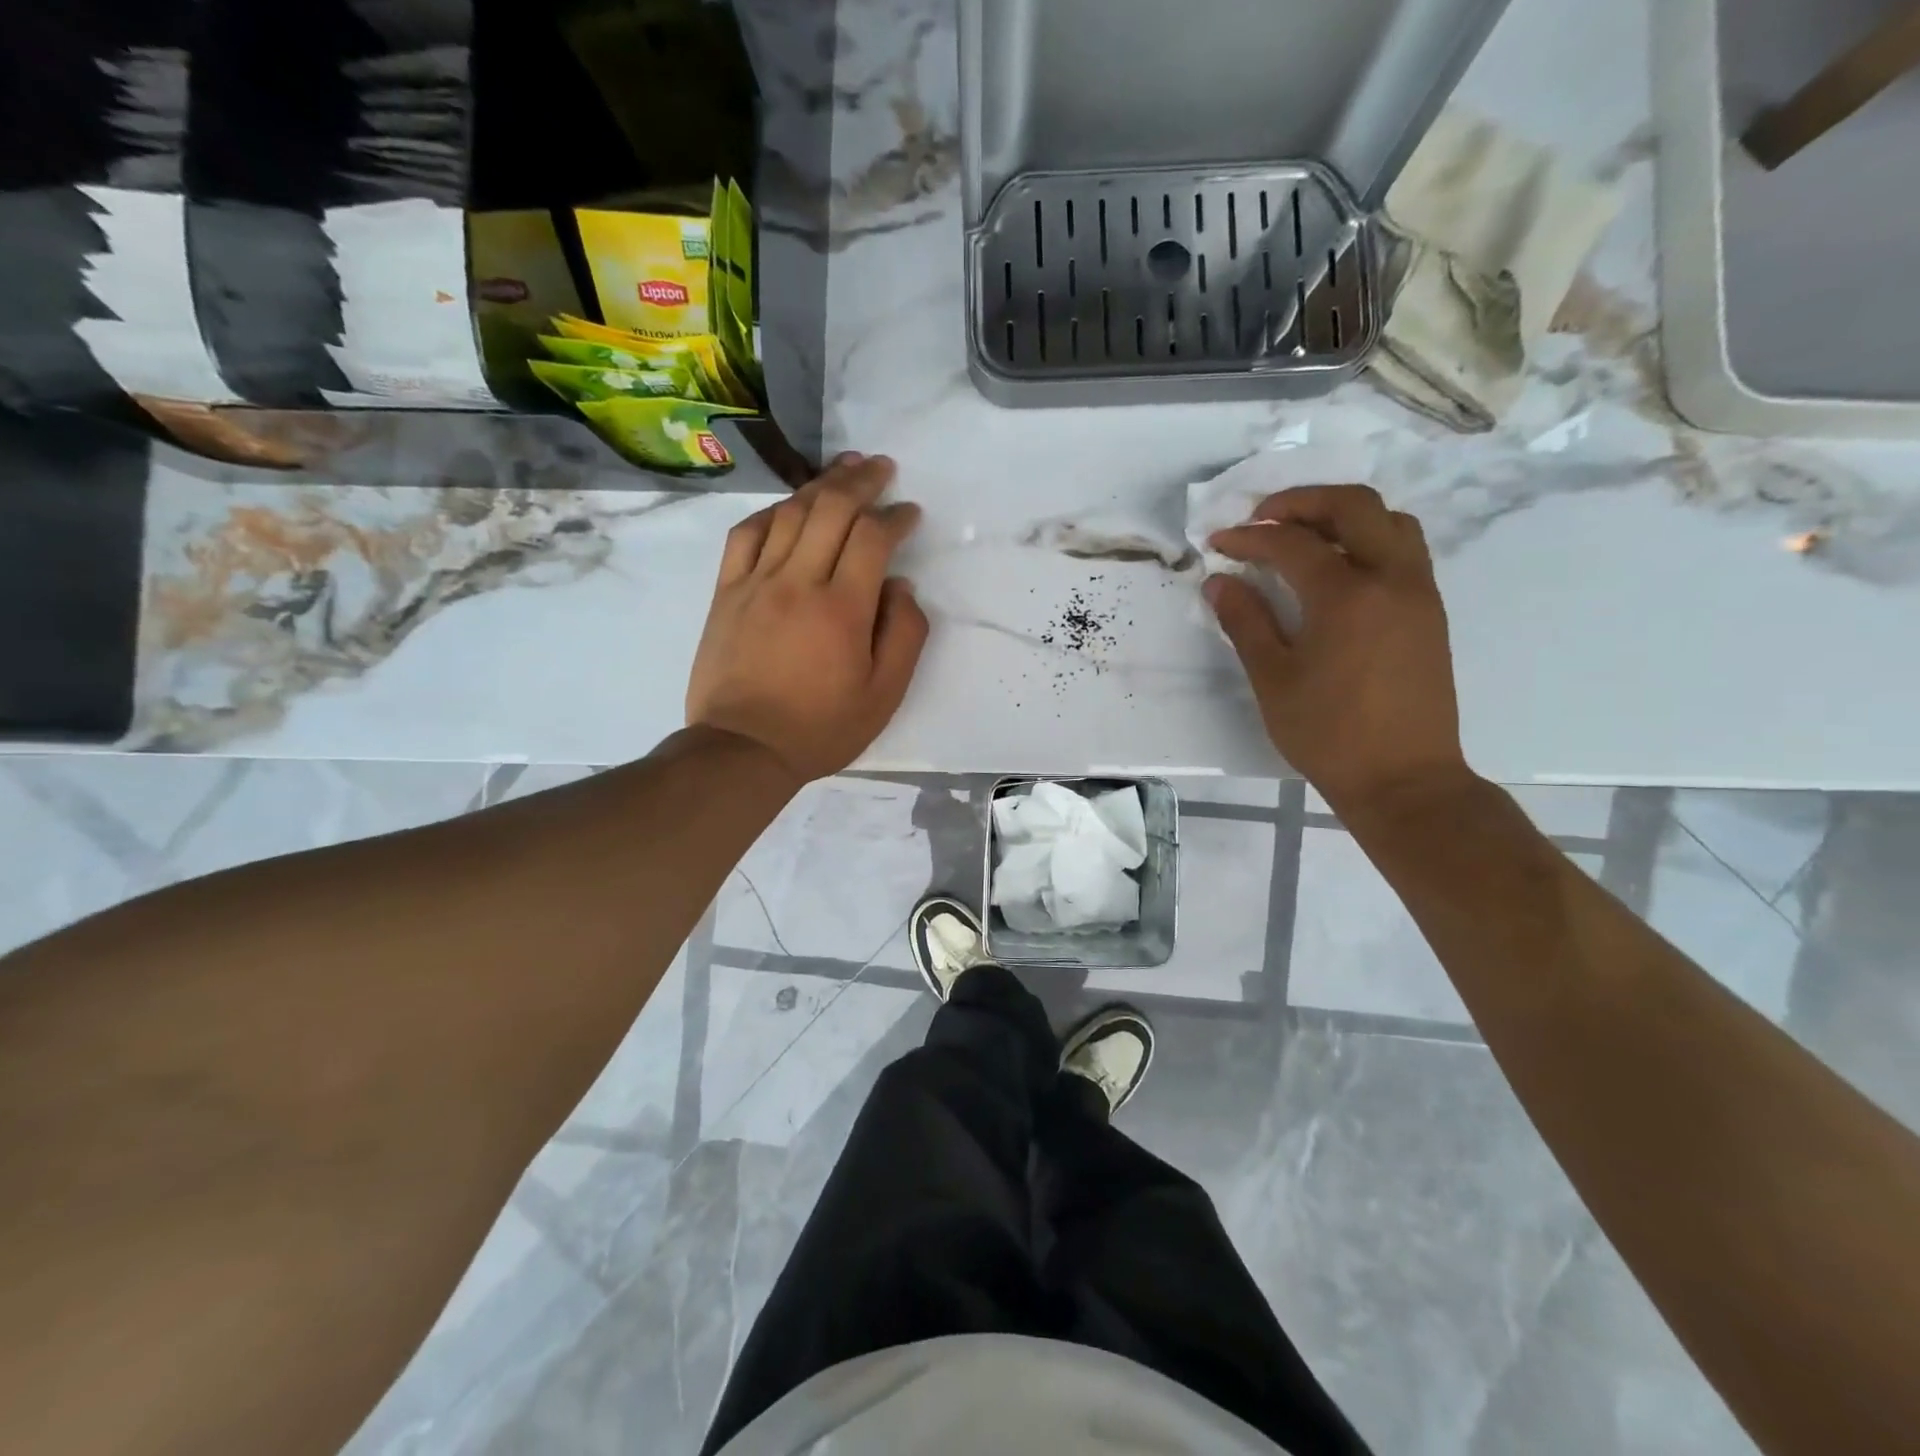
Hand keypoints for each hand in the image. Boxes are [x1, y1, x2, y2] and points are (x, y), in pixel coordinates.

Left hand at [686, 452, 927, 784]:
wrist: (743, 749)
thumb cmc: (821, 728)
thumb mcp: (884, 695)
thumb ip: (904, 635)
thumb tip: (901, 586)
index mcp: (843, 608)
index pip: (873, 538)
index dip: (895, 516)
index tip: (909, 512)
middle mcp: (799, 581)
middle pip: (831, 509)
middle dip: (861, 482)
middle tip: (881, 468)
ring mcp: (756, 583)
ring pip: (789, 514)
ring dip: (820, 486)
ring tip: (843, 470)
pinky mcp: (726, 593)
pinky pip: (745, 535)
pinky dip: (770, 513)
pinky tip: (787, 507)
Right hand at [1206, 484, 1470, 815]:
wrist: (1403, 778)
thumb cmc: (1328, 734)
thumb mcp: (1273, 679)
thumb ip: (1245, 622)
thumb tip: (1219, 582)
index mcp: (1347, 595)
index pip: (1292, 543)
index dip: (1250, 537)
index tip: (1218, 543)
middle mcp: (1391, 578)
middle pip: (1353, 507)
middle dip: (1303, 501)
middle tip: (1263, 518)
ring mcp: (1419, 592)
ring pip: (1390, 521)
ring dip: (1343, 515)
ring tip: (1304, 536)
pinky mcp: (1430, 612)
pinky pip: (1404, 549)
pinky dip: (1368, 539)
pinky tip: (1337, 569)